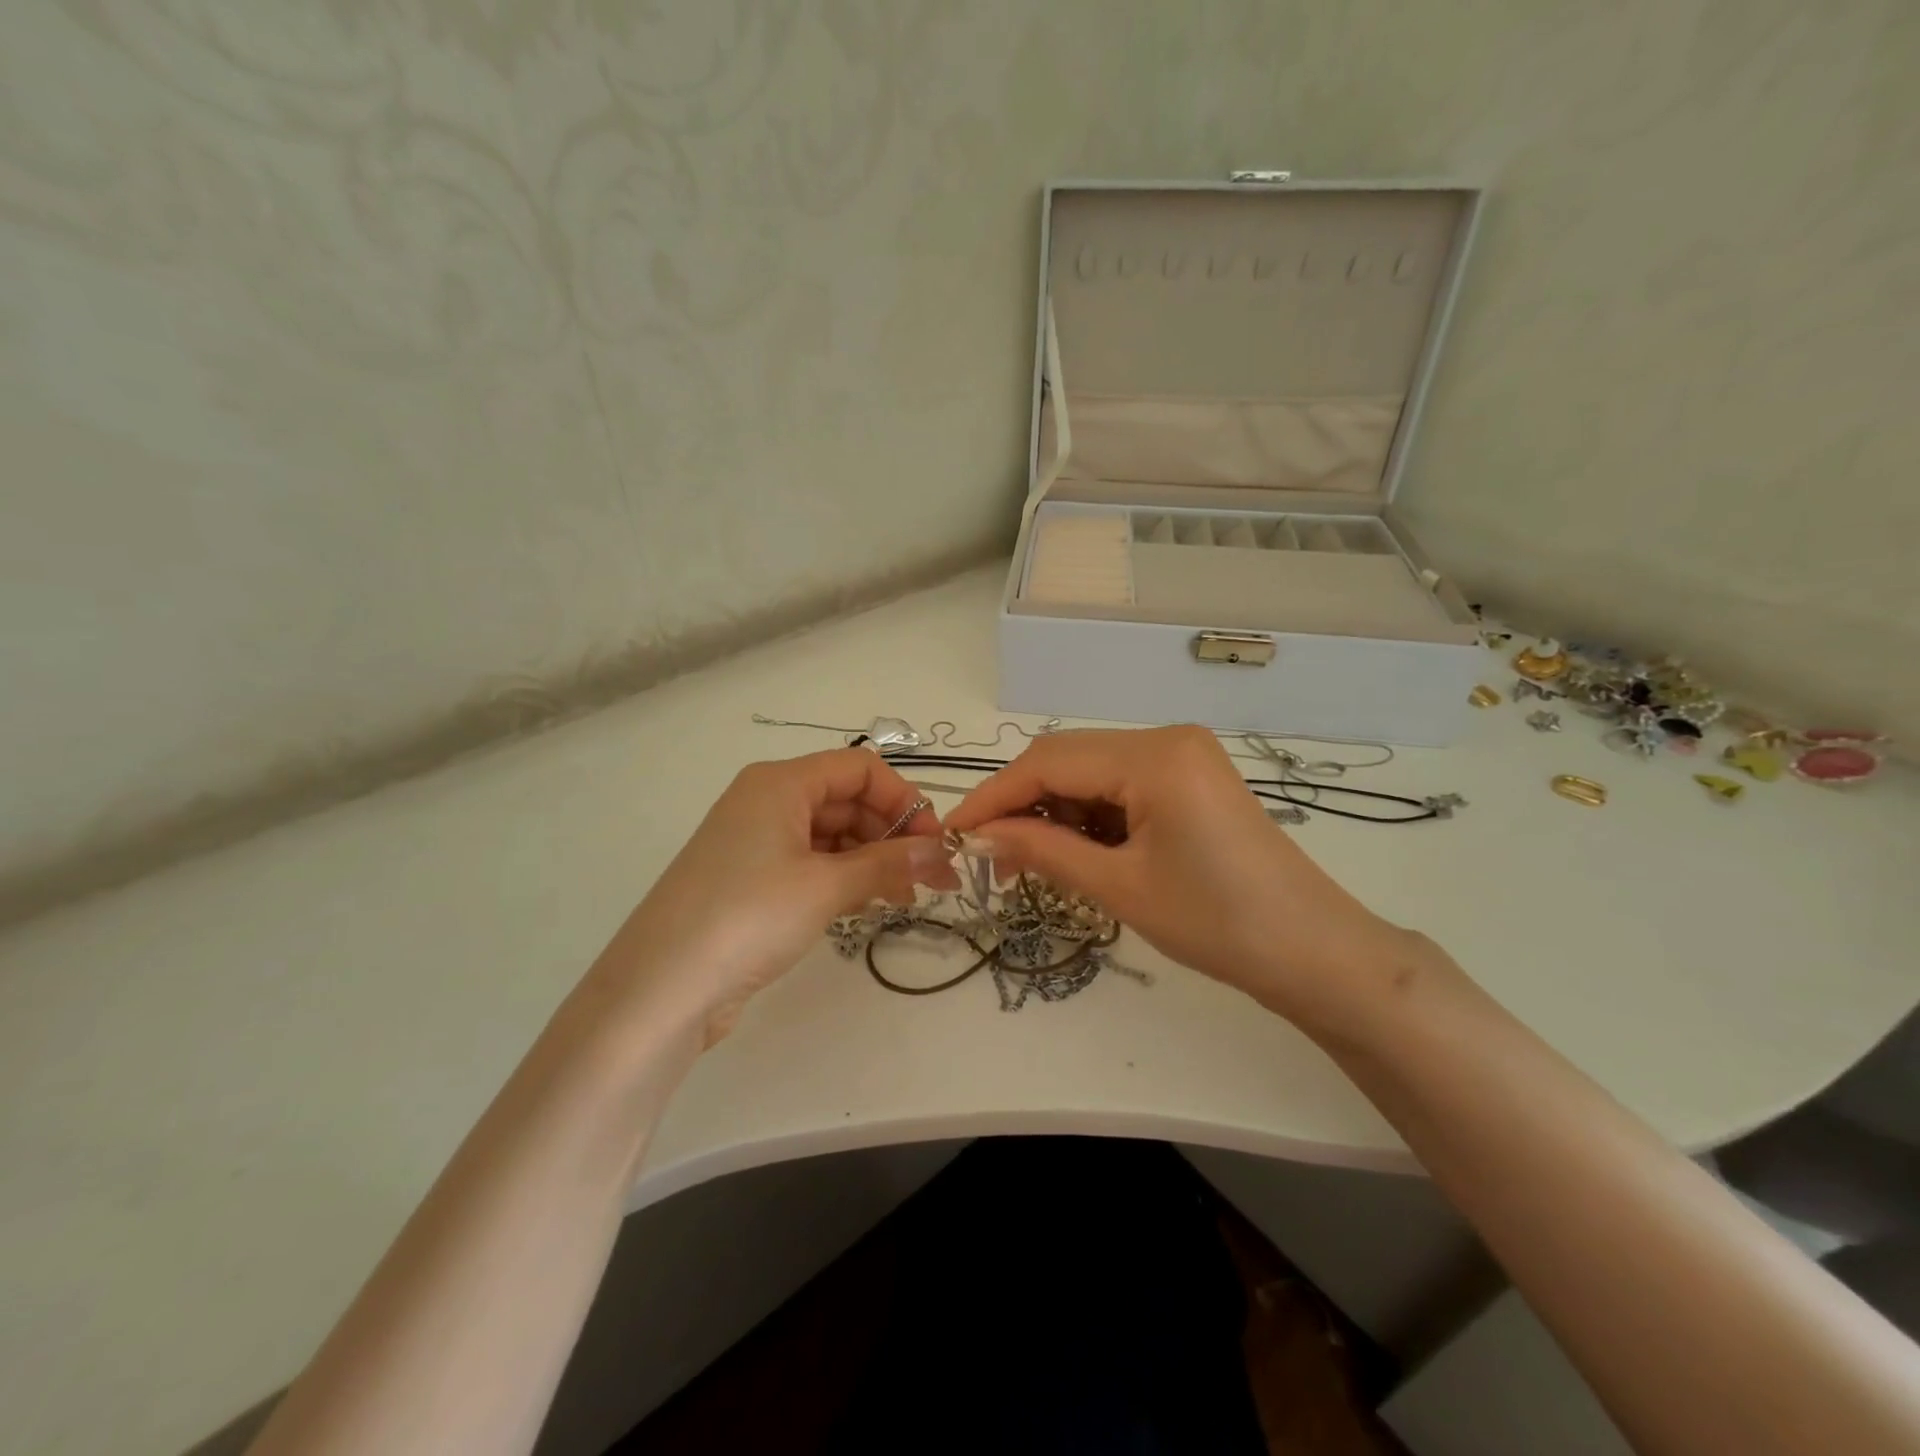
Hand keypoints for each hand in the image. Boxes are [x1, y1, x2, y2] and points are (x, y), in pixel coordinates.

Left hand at [592, 749, 957, 1044]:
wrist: (661, 988)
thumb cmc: (748, 917)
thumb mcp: (826, 886)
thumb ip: (888, 864)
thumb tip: (940, 853)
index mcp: (780, 783)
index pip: (859, 769)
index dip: (903, 799)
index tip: (934, 841)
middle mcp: (768, 802)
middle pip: (847, 800)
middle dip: (893, 834)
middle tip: (932, 877)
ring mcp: (757, 842)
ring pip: (832, 835)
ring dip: (873, 860)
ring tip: (906, 898)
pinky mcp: (752, 880)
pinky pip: (812, 864)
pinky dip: (845, 878)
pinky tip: (869, 905)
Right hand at [944, 727, 1429, 1027]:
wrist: (1315, 954)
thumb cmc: (1218, 924)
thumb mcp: (1119, 886)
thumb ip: (1043, 850)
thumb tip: (979, 836)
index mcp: (1154, 755)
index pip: (1049, 761)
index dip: (994, 796)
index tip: (952, 832)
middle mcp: (1166, 738)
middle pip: (1068, 760)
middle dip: (1022, 805)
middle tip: (988, 856)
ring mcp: (1182, 756)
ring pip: (1091, 773)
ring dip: (1054, 813)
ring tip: (1026, 864)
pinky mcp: (1190, 778)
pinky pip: (1121, 786)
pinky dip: (1089, 816)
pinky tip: (1073, 852)